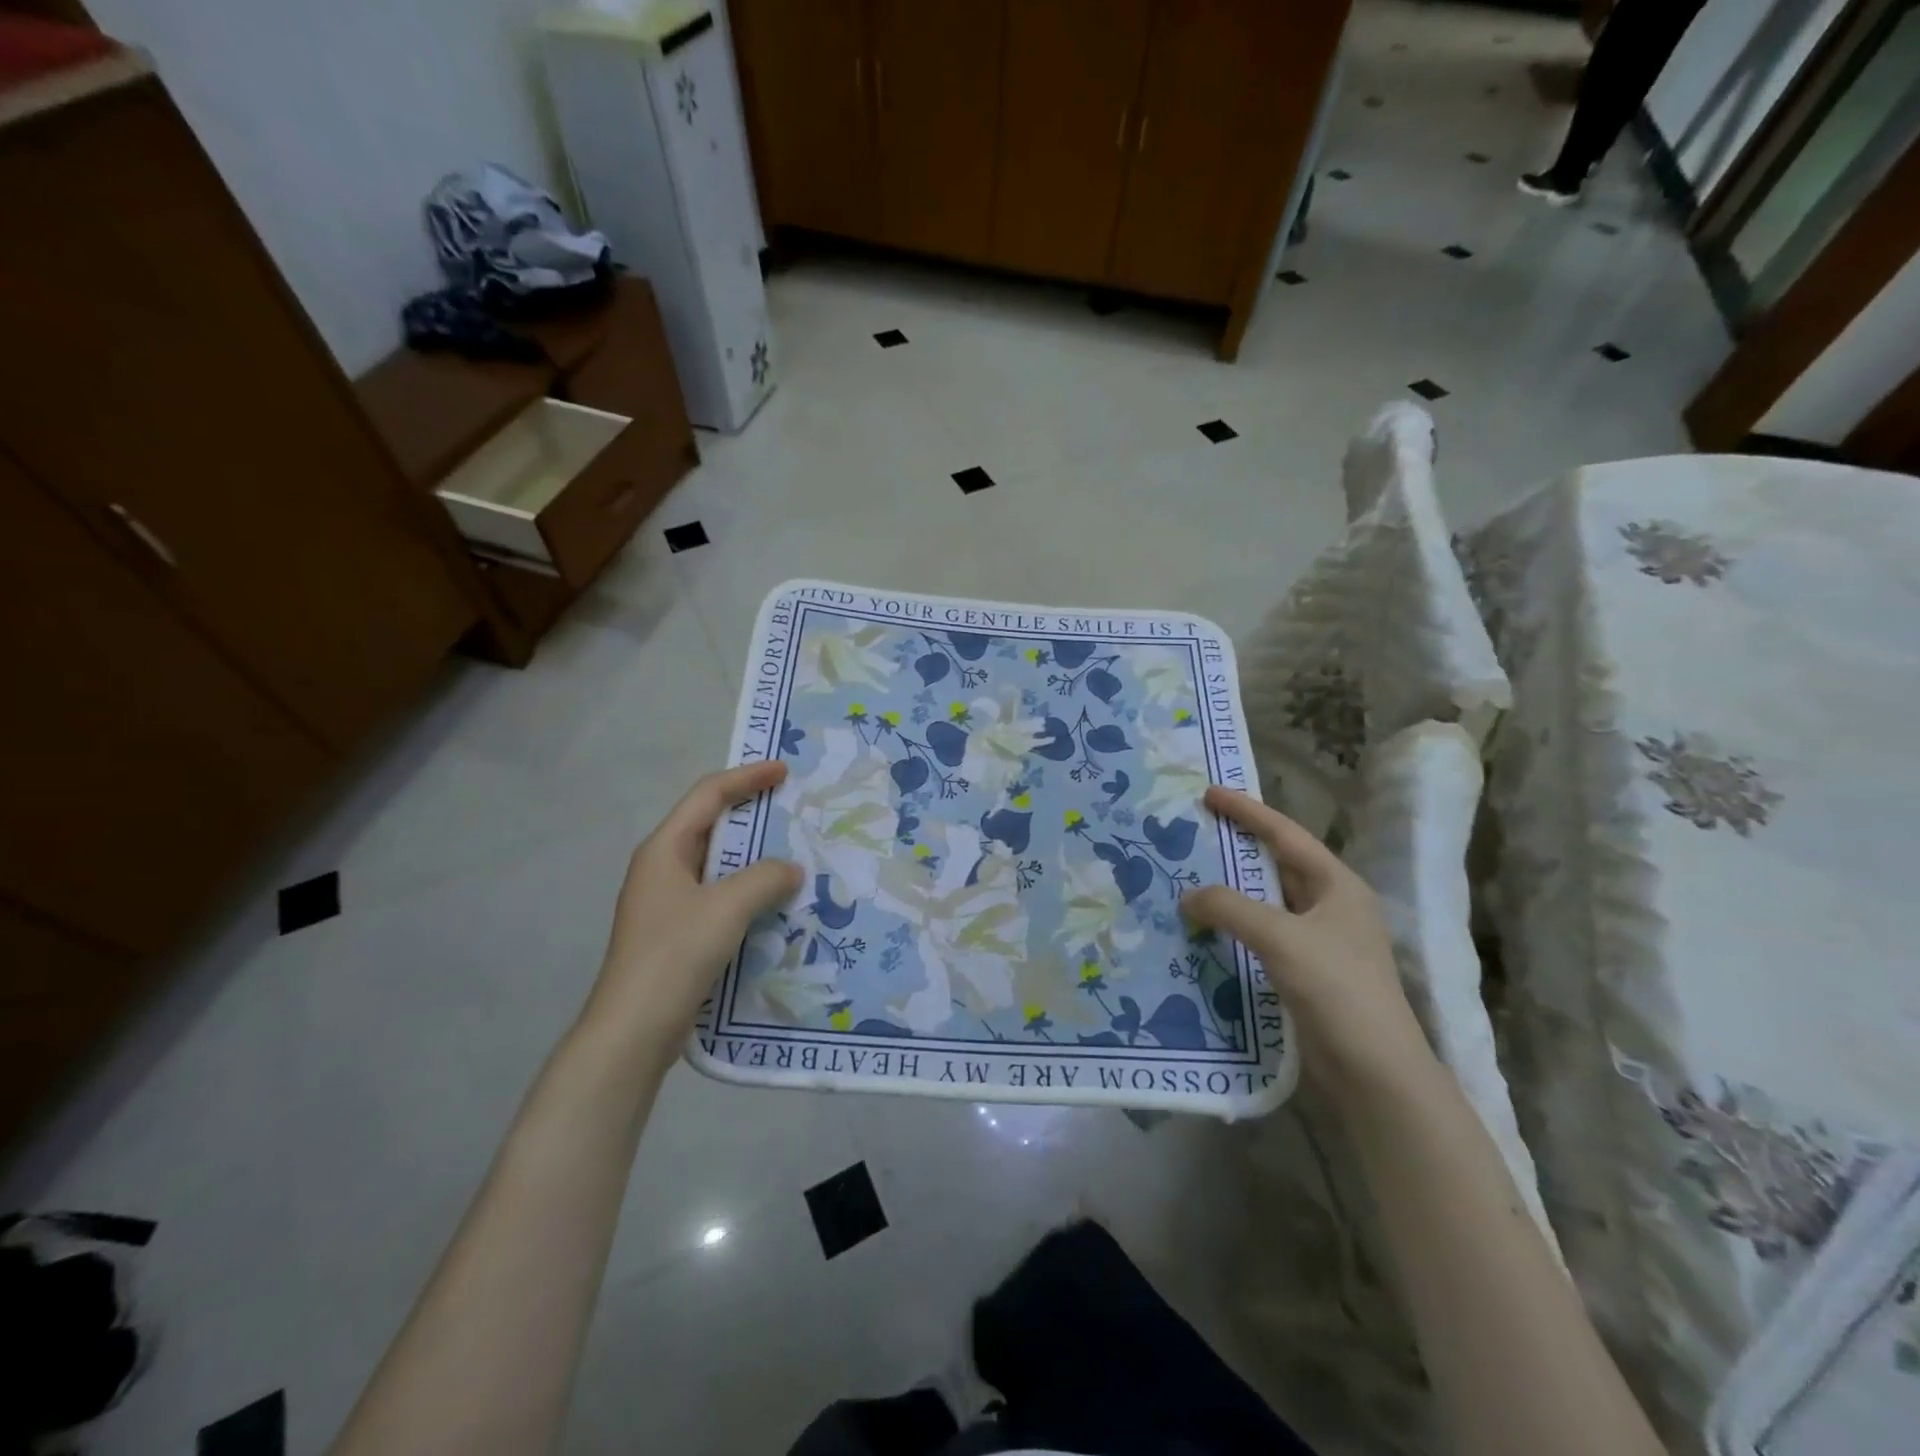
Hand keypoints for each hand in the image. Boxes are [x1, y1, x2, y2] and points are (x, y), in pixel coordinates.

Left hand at [582, 762, 802, 1051]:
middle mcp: (662, 868)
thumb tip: (791, 870)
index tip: (783, 771)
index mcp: (664, 849)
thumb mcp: (728, 906)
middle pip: (711, 826)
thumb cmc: (676, 954)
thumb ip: (766, 877)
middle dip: (752, 815)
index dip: (746, 777)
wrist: (634, 1029)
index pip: (708, 795)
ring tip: (793, 856)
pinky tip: (775, 904)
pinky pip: (719, 897)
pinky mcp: (677, 933)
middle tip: (792, 811)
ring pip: (717, 865)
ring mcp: (667, 903)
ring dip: (753, 858)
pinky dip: (747, 891)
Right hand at [1180, 786, 1431, 1104]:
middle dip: (1237, 846)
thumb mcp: (1281, 937)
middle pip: (1278, 863)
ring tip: (1190, 873)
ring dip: (1232, 888)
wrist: (1375, 1070)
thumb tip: (1188, 895)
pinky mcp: (1307, 971)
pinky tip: (1206, 926)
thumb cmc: (1337, 989)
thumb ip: (1230, 908)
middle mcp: (1331, 906)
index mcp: (1337, 885)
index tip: (1208, 793)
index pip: (1285, 835)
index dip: (1247, 811)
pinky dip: (1235, 924)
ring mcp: (1321, 941)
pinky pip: (1263, 933)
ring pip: (1268, 900)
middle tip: (1195, 830)